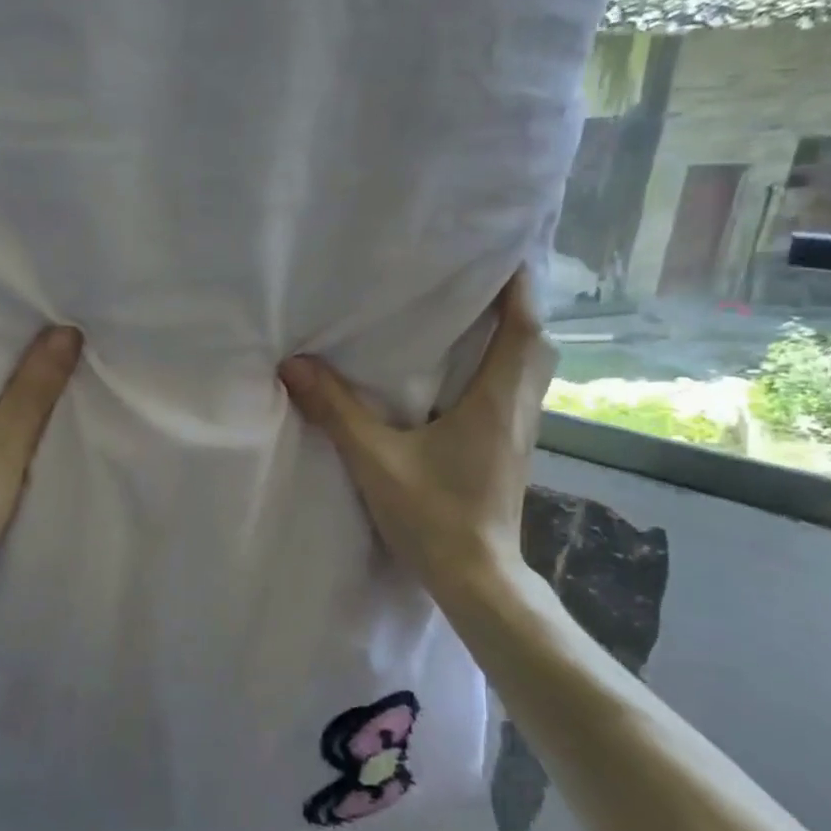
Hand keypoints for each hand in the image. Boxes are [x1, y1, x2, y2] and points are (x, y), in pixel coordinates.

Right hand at [278, 268, 555, 613]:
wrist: (477, 578)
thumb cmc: (434, 516)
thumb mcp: (376, 460)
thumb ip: (337, 411)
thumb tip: (294, 365)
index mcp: (496, 400)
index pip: (523, 327)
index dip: (518, 286)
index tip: (500, 251)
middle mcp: (519, 409)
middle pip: (536, 344)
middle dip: (517, 306)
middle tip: (482, 280)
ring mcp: (520, 434)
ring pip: (531, 370)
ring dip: (513, 337)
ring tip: (476, 315)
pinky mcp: (510, 453)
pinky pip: (516, 393)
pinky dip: (503, 369)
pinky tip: (468, 375)